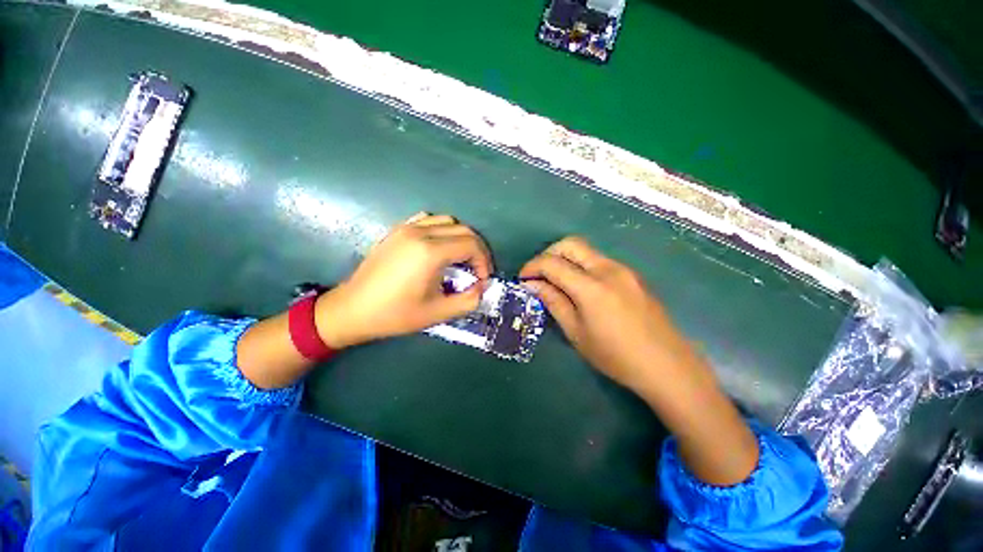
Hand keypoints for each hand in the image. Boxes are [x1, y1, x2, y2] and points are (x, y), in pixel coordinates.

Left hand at [314, 213, 491, 348]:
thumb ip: (469, 300)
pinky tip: (439, 247)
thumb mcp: (438, 313)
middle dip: (477, 249)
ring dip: (461, 238)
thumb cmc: (395, 314)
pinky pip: (428, 220)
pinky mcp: (397, 230)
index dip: (484, 261)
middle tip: (477, 270)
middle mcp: (420, 233)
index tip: (483, 279)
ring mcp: (407, 228)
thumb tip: (483, 287)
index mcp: (430, 252)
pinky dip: (442, 229)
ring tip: (461, 258)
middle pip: (463, 230)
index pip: (472, 245)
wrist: (353, 310)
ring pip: (447, 221)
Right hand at [519, 237, 701, 395]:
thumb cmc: (616, 356)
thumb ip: (554, 302)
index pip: (553, 264)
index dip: (532, 267)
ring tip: (557, 281)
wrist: (667, 365)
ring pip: (586, 250)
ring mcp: (623, 270)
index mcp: (591, 287)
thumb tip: (533, 285)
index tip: (523, 279)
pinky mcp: (632, 275)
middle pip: (570, 244)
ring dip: (566, 259)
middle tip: (539, 274)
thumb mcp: (576, 333)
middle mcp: (608, 269)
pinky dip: (581, 266)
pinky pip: (599, 261)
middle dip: (548, 254)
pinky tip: (581, 287)